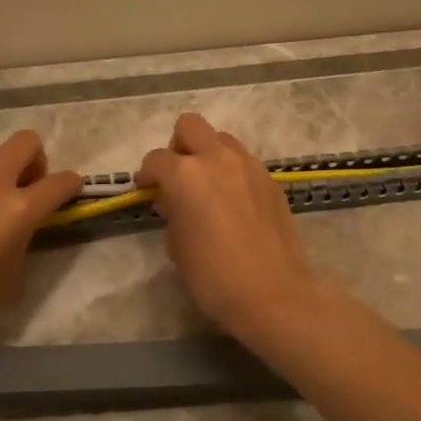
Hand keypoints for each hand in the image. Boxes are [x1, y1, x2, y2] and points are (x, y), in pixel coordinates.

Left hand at [0, 131, 80, 353]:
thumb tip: (22, 228)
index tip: (71, 192)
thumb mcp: (10, 279)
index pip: (59, 183)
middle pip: (26, 142)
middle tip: (28, 189)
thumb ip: (24, 242)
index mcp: (17, 210)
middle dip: (37, 160)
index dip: (72, 186)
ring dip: (2, 167)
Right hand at [136, 113, 324, 339]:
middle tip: (177, 177)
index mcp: (186, 175)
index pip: (156, 159)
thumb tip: (173, 201)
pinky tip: (233, 201)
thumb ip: (172, 212)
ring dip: (208, 154)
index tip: (147, 192)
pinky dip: (232, 171)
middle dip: (178, 146)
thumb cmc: (213, 276)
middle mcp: (217, 159)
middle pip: (190, 126)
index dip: (147, 175)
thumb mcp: (177, 246)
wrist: (273, 294)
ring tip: (208, 187)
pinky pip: (244, 161)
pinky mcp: (271, 180)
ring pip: (222, 139)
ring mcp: (249, 166)